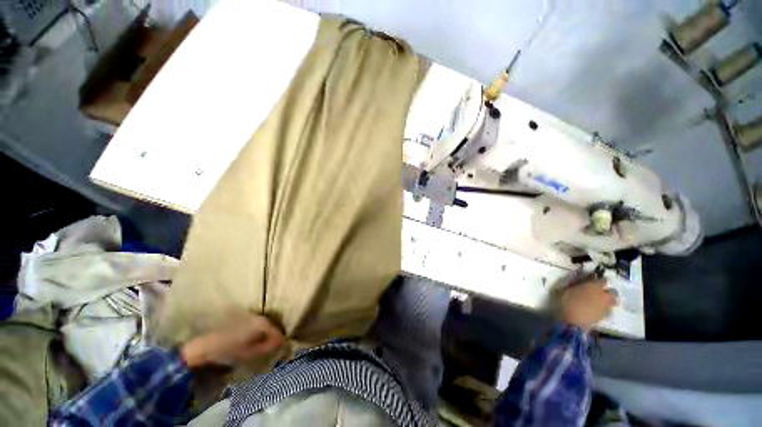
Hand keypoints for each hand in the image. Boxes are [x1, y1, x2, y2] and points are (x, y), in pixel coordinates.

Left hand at [180, 314, 285, 367]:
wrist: (204, 346)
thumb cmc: (228, 351)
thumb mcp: (250, 353)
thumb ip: (268, 347)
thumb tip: (281, 344)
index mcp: (262, 324)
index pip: (277, 332)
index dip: (281, 341)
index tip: (282, 349)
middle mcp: (258, 316)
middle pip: (270, 327)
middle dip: (273, 337)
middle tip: (273, 348)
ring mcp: (248, 316)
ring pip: (262, 325)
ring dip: (264, 334)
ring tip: (263, 346)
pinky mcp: (240, 318)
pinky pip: (254, 325)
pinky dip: (256, 332)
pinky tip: (252, 341)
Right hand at [560, 278, 616, 330]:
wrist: (573, 322)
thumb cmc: (568, 302)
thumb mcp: (566, 289)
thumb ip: (575, 284)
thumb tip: (580, 281)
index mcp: (594, 286)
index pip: (603, 280)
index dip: (599, 280)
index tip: (593, 280)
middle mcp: (603, 295)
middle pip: (612, 291)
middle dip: (608, 291)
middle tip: (599, 292)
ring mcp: (606, 306)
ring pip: (612, 301)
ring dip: (608, 300)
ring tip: (599, 301)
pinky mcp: (604, 316)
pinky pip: (608, 309)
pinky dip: (604, 308)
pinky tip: (596, 309)